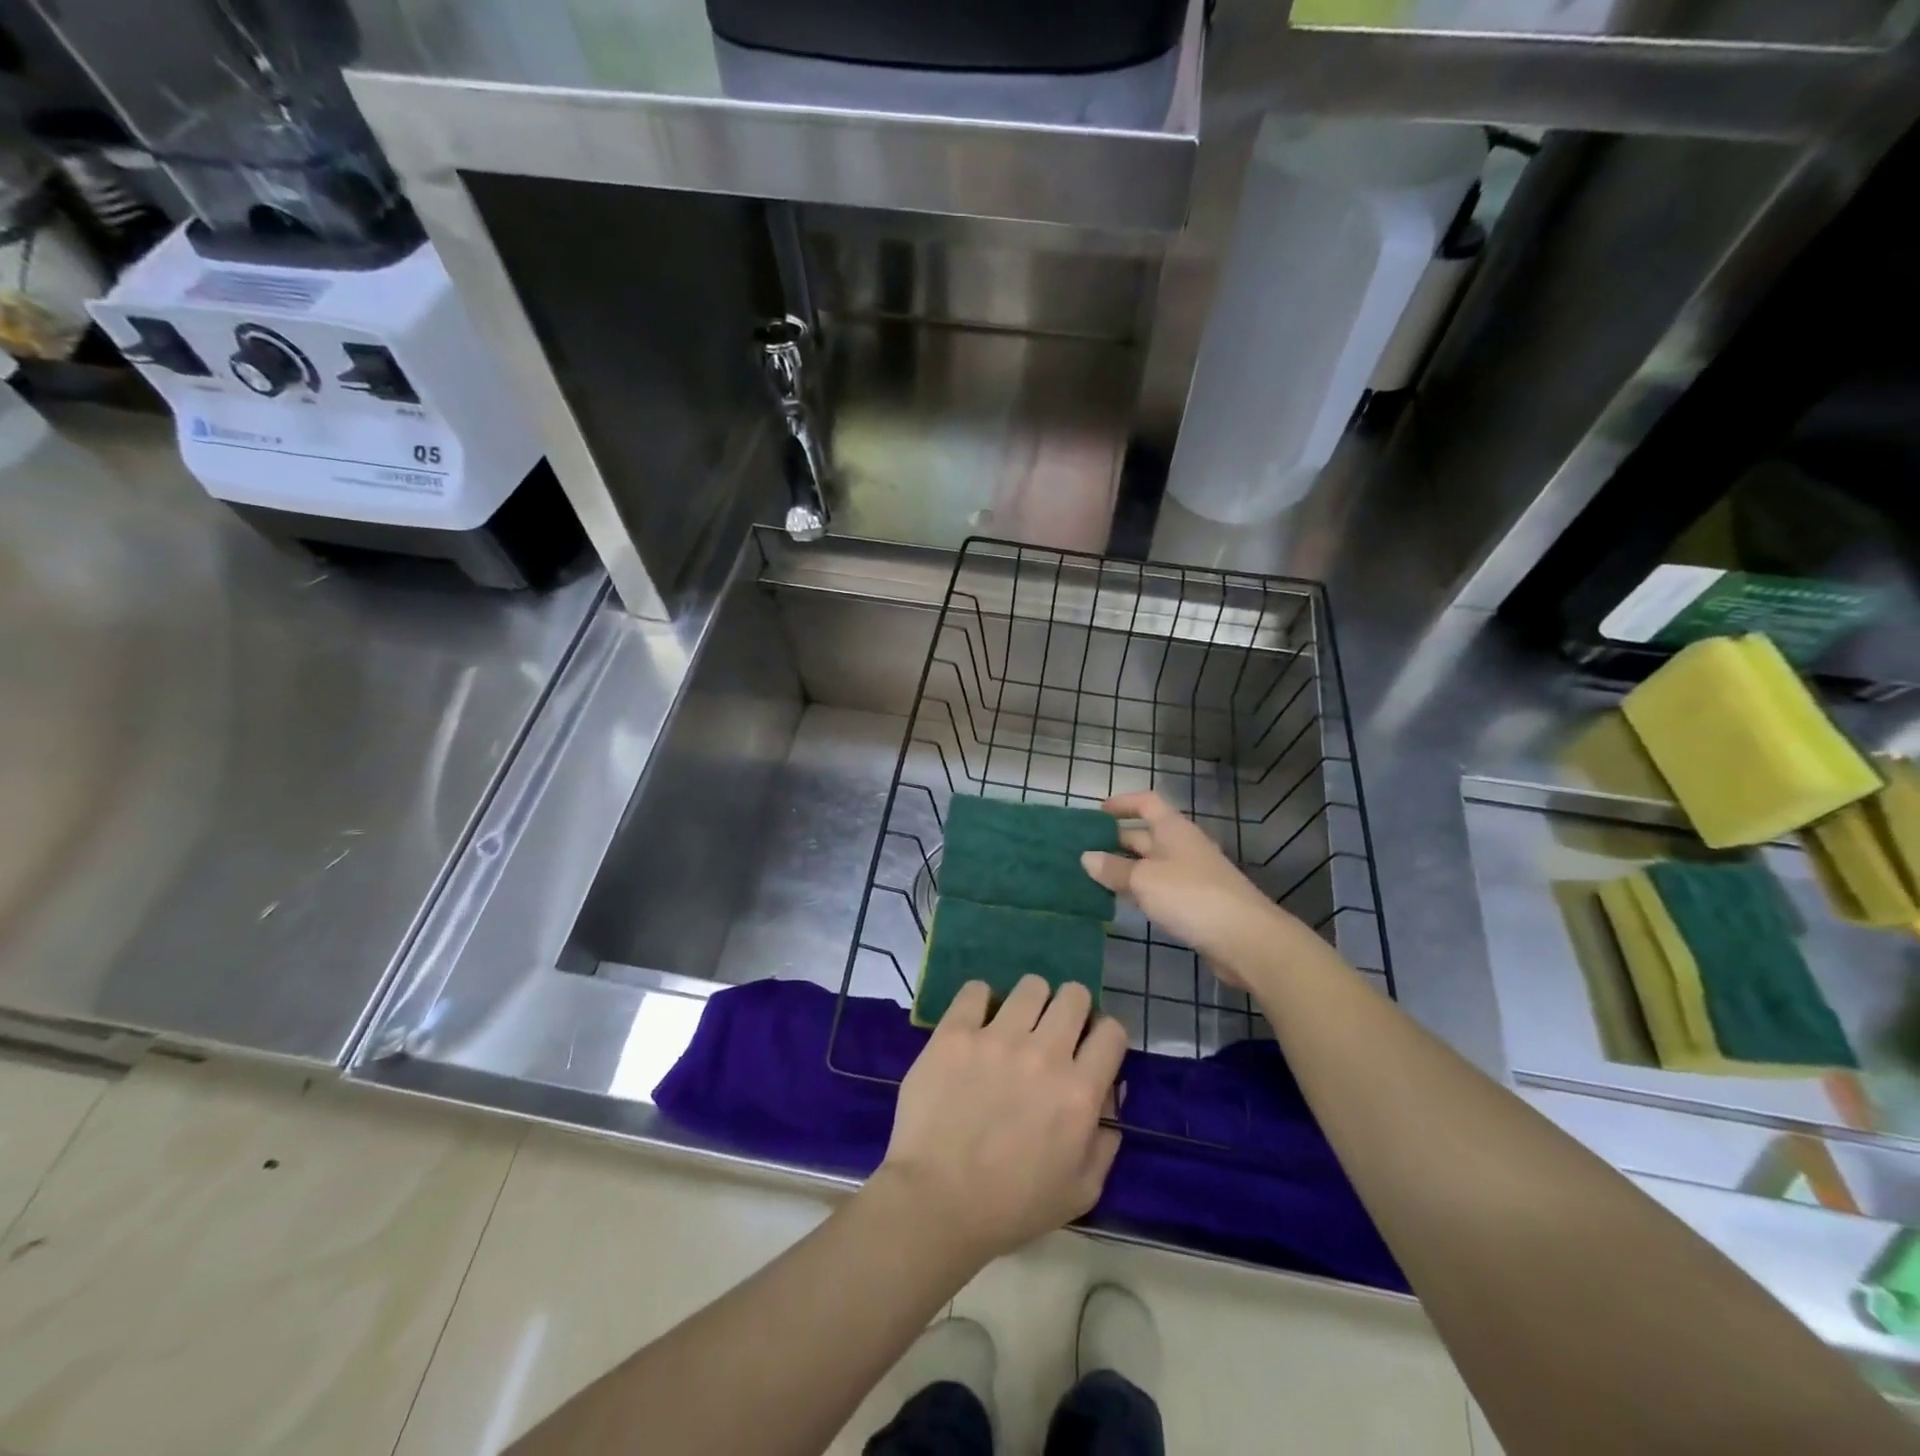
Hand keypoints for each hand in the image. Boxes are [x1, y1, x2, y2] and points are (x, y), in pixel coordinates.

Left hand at [878, 977, 1126, 1265]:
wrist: (936, 1202)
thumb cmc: (1011, 1207)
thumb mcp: (1080, 1192)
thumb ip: (1105, 1142)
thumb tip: (1111, 1094)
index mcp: (1079, 1092)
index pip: (1112, 1032)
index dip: (1104, 1037)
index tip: (1088, 1049)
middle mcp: (1044, 1054)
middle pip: (1074, 995)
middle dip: (1071, 1009)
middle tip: (1052, 1032)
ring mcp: (997, 1038)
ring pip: (1031, 986)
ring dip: (1029, 1003)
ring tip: (1013, 1025)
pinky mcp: (955, 1033)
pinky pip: (976, 990)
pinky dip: (980, 1001)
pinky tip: (976, 1023)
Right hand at [1080, 790, 1293, 988]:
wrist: (1245, 939)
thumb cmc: (1190, 896)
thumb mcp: (1143, 880)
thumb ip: (1113, 869)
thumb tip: (1086, 857)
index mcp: (1173, 829)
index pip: (1146, 803)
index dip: (1123, 803)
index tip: (1097, 812)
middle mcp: (1182, 846)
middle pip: (1144, 836)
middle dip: (1115, 841)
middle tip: (1082, 852)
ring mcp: (1190, 875)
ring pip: (1150, 864)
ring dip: (1124, 869)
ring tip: (1092, 878)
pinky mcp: (1194, 903)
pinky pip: (1159, 888)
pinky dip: (1139, 891)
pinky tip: (1121, 903)